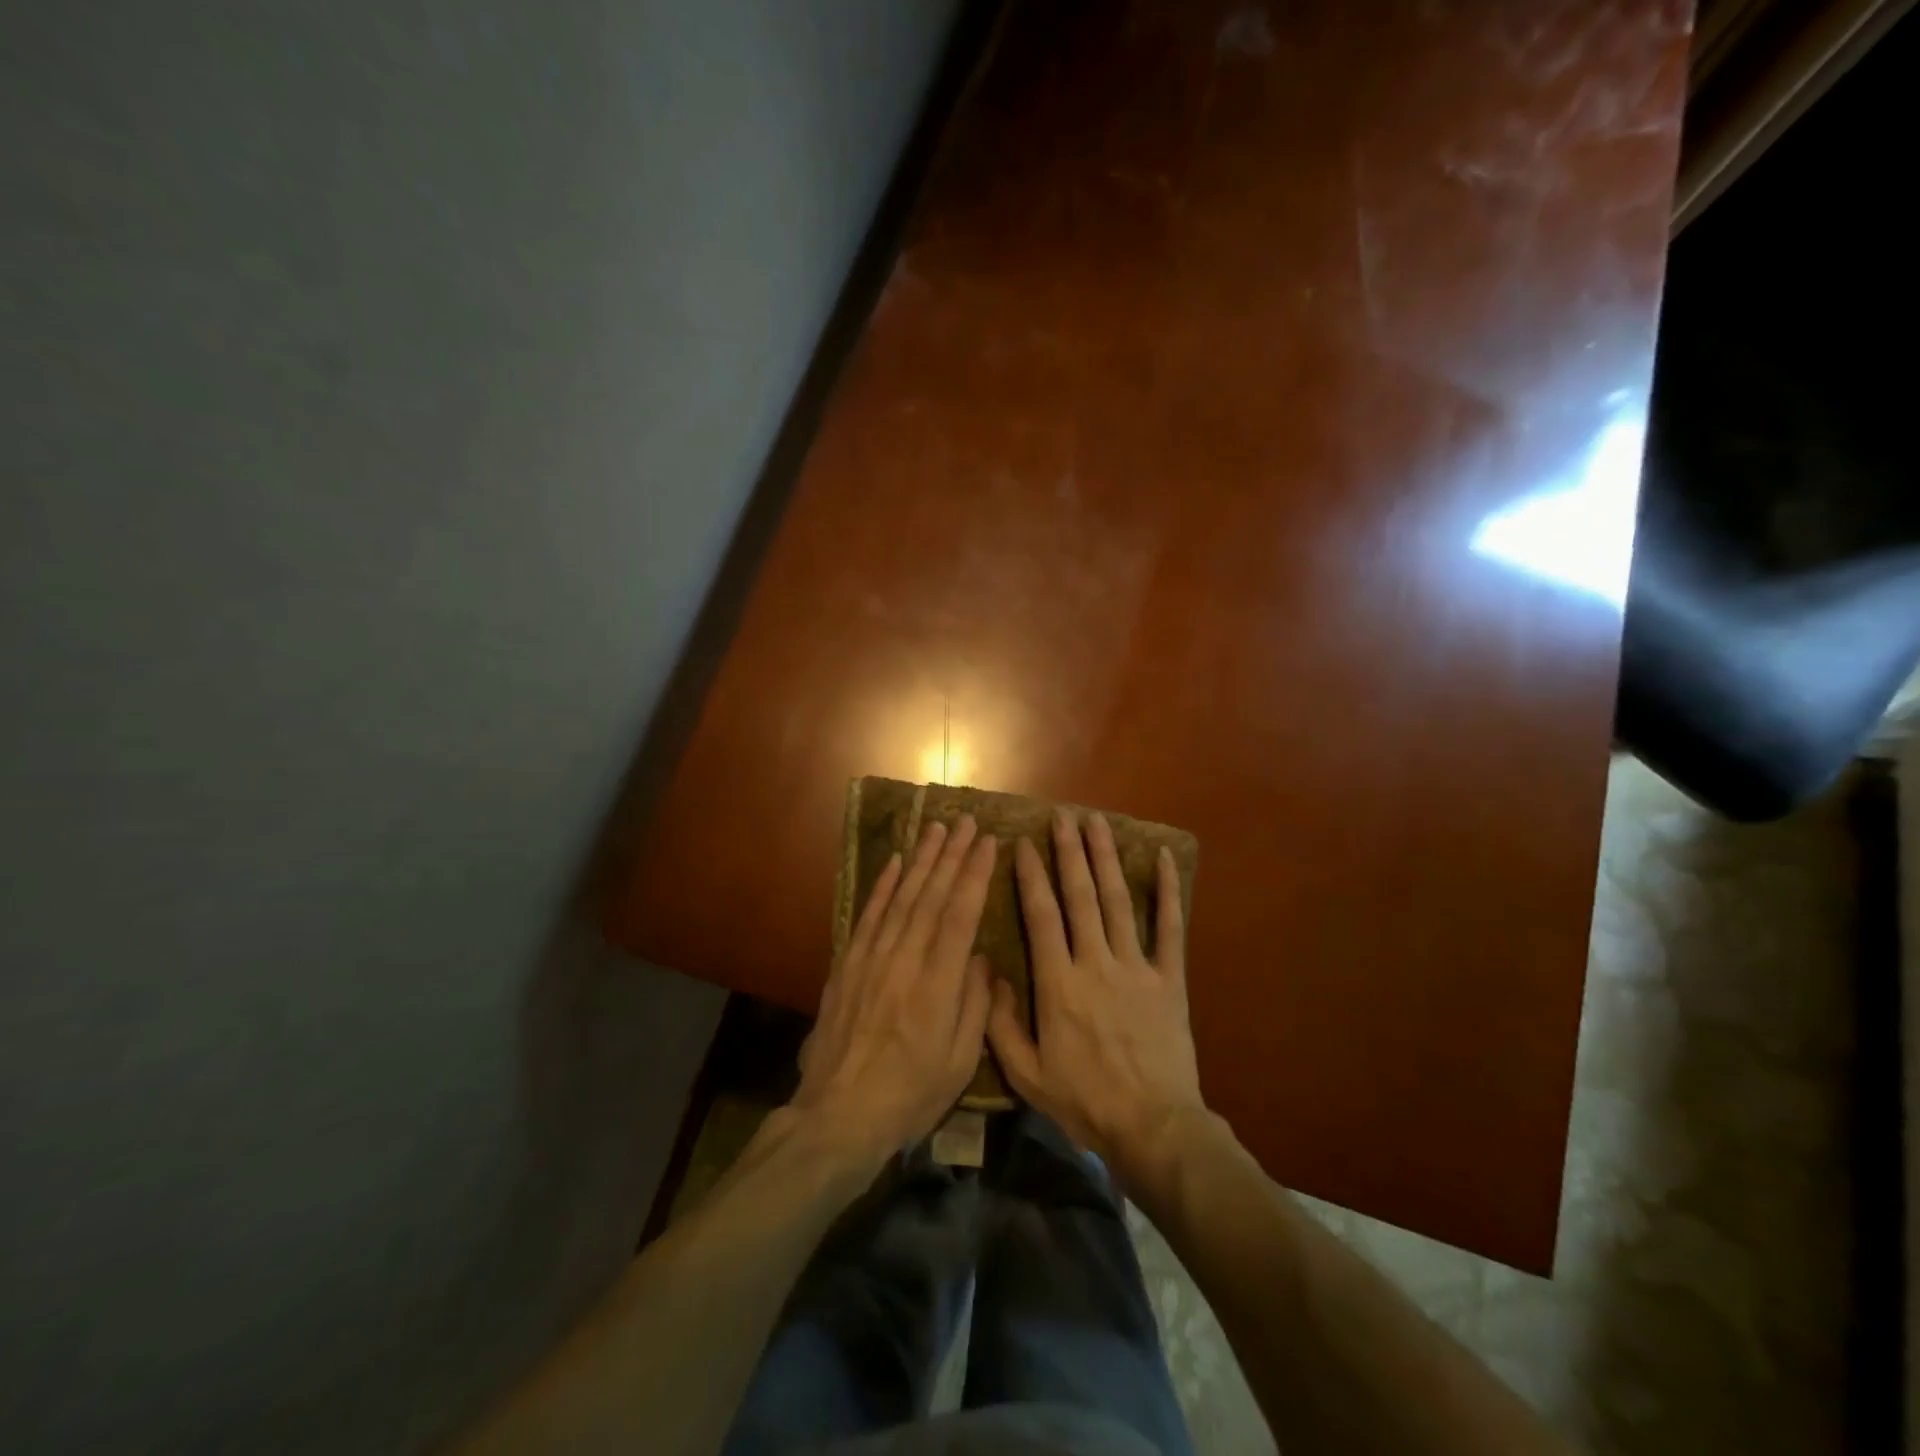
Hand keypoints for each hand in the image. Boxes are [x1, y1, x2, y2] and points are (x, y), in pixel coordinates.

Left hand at [791, 815, 997, 1162]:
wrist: (840, 1114)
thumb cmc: (911, 1094)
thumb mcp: (961, 1061)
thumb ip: (975, 1004)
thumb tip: (981, 957)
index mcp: (938, 983)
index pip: (961, 914)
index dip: (975, 874)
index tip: (988, 842)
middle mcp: (905, 959)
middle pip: (932, 895)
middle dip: (952, 855)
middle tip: (966, 821)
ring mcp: (872, 958)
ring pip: (902, 897)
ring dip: (922, 860)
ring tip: (937, 829)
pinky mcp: (848, 964)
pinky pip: (868, 915)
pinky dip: (883, 886)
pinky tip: (896, 862)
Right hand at [987, 808, 1204, 1178]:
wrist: (1153, 1126)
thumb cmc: (1084, 1101)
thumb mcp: (1027, 1074)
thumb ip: (1002, 1023)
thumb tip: (991, 974)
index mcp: (1059, 983)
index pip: (1041, 916)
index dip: (1031, 876)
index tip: (1023, 844)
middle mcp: (1096, 963)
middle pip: (1081, 896)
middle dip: (1069, 852)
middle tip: (1062, 816)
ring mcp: (1136, 967)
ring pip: (1118, 901)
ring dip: (1106, 858)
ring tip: (1097, 823)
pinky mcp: (1169, 978)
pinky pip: (1170, 927)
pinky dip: (1168, 891)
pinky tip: (1164, 858)